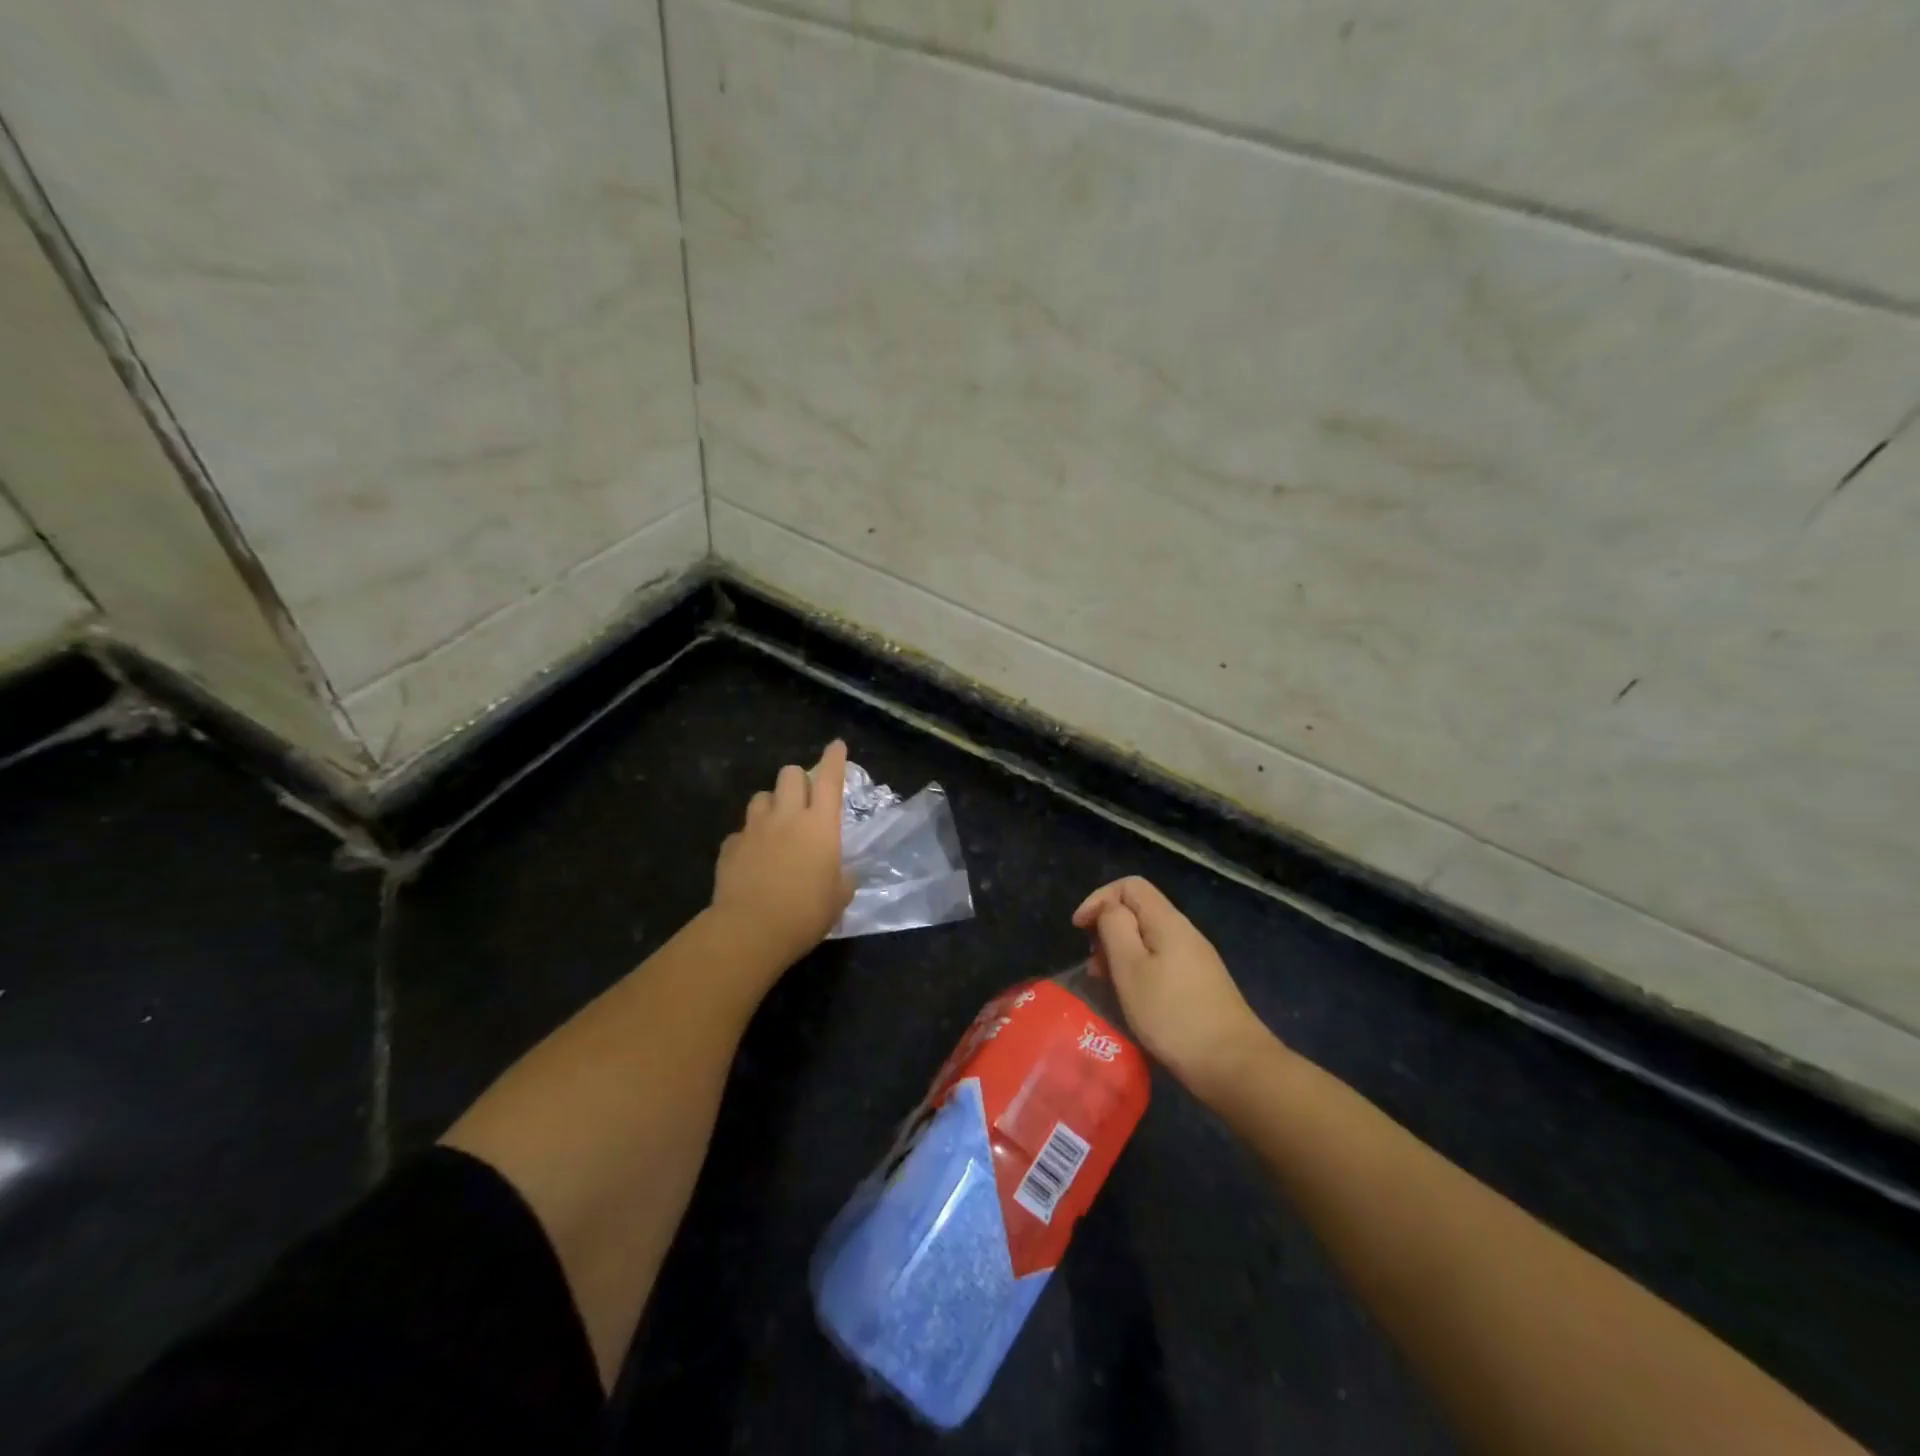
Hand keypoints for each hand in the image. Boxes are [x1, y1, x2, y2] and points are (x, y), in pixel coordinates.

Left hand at [711, 739, 854, 971]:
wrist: (750, 929)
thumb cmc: (806, 912)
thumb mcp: (839, 898)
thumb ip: (843, 878)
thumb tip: (843, 874)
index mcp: (820, 825)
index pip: (829, 780)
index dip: (834, 759)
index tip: (836, 745)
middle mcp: (786, 817)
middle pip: (790, 774)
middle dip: (798, 779)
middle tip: (803, 799)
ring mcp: (754, 829)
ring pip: (761, 796)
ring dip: (771, 804)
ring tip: (775, 824)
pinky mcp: (730, 847)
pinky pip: (741, 831)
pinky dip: (749, 838)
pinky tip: (753, 856)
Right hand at [1072, 876, 1271, 1103]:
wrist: (1233, 1065)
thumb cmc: (1172, 1014)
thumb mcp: (1130, 967)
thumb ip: (1114, 928)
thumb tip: (1108, 910)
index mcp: (1167, 921)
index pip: (1130, 886)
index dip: (1099, 899)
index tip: (1079, 930)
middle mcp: (1184, 933)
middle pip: (1139, 911)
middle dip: (1108, 929)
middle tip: (1093, 965)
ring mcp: (1195, 960)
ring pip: (1148, 940)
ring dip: (1120, 954)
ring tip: (1106, 985)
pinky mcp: (1199, 985)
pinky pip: (1160, 963)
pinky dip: (1138, 972)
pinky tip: (1132, 1000)